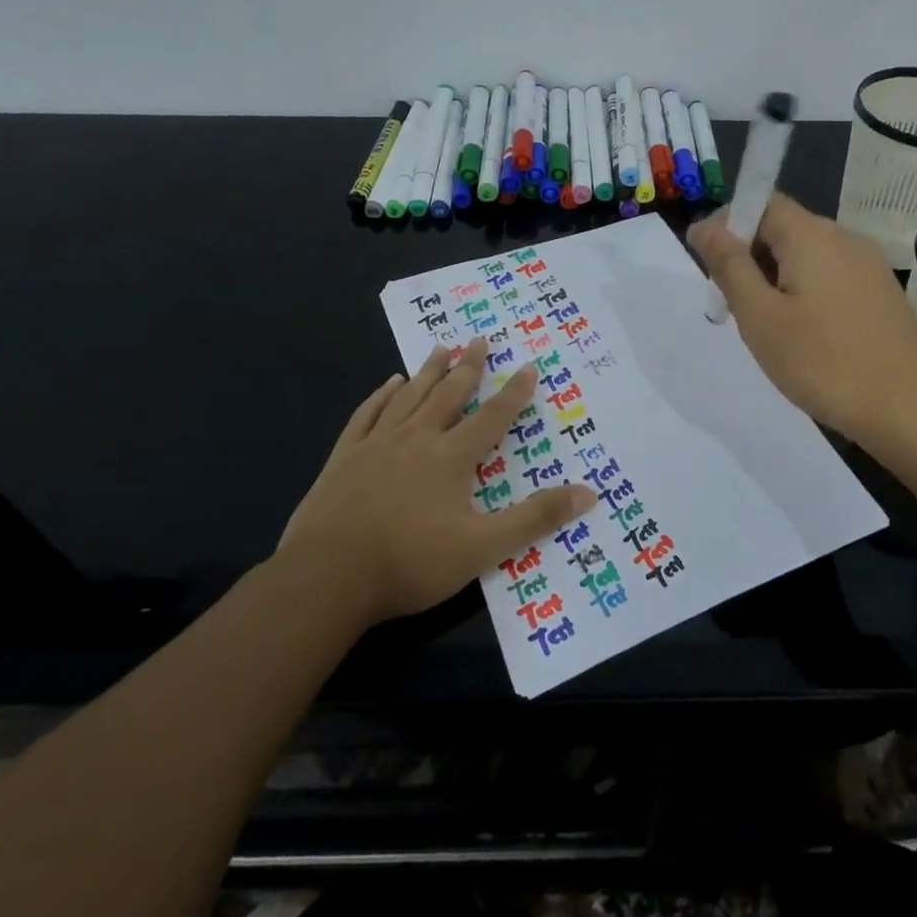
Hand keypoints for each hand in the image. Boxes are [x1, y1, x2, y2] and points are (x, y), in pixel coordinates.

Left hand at [277, 340, 595, 625]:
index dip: (514, 392)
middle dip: (468, 367)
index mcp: (451, 457)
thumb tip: (589, 492)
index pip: (492, 416)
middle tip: (479, 339)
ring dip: (428, 371)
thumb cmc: (411, 562)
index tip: (528, 366)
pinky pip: (368, 414)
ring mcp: (377, 444)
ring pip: (409, 396)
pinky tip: (389, 384)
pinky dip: (382, 395)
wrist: (327, 577)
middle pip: (448, 394)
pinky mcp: (345, 457)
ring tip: (442, 347)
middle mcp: (417, 439)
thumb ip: (535, 519)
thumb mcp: (483, 547)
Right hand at [688, 193, 916, 445]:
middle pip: (785, 228)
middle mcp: (845, 238)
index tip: (705, 263)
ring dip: (776, 277)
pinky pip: (831, 277)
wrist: (908, 409)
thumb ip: (729, 266)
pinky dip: (805, 292)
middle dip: (749, 255)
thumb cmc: (822, 362)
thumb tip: (703, 226)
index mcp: (812, 235)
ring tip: (764, 325)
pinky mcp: (882, 294)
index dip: (727, 223)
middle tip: (729, 303)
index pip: (761, 202)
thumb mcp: (761, 316)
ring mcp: (869, 266)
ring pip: (808, 256)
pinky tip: (803, 334)